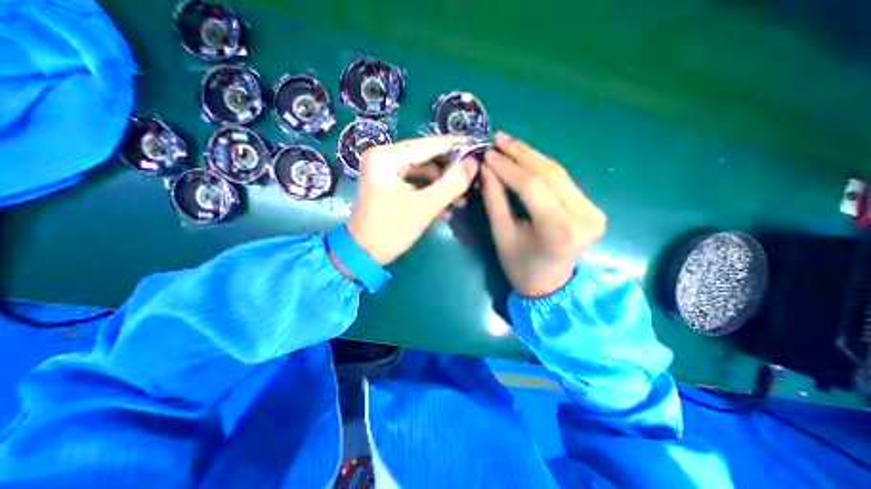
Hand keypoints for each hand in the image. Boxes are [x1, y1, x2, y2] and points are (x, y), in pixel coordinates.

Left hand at [348, 135, 479, 265]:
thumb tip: (473, 163)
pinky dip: (430, 193)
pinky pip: (415, 182)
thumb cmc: (392, 230)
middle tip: (472, 182)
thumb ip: (452, 183)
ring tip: (462, 201)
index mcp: (387, 156)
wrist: (363, 255)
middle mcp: (384, 157)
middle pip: (426, 157)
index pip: (430, 145)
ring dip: (442, 186)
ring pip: (422, 171)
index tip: (479, 149)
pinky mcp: (387, 184)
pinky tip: (446, 207)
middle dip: (450, 172)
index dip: (457, 148)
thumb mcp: (425, 207)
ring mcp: (384, 171)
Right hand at [476, 131, 606, 294]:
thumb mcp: (502, 235)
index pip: (532, 186)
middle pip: (550, 174)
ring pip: (558, 172)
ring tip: (508, 143)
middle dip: (521, 153)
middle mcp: (583, 217)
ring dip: (531, 155)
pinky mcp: (592, 208)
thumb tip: (486, 167)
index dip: (508, 166)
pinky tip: (525, 157)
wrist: (550, 285)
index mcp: (558, 230)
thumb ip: (494, 199)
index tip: (488, 152)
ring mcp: (593, 211)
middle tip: (498, 139)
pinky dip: (542, 167)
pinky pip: (563, 180)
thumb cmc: (520, 266)